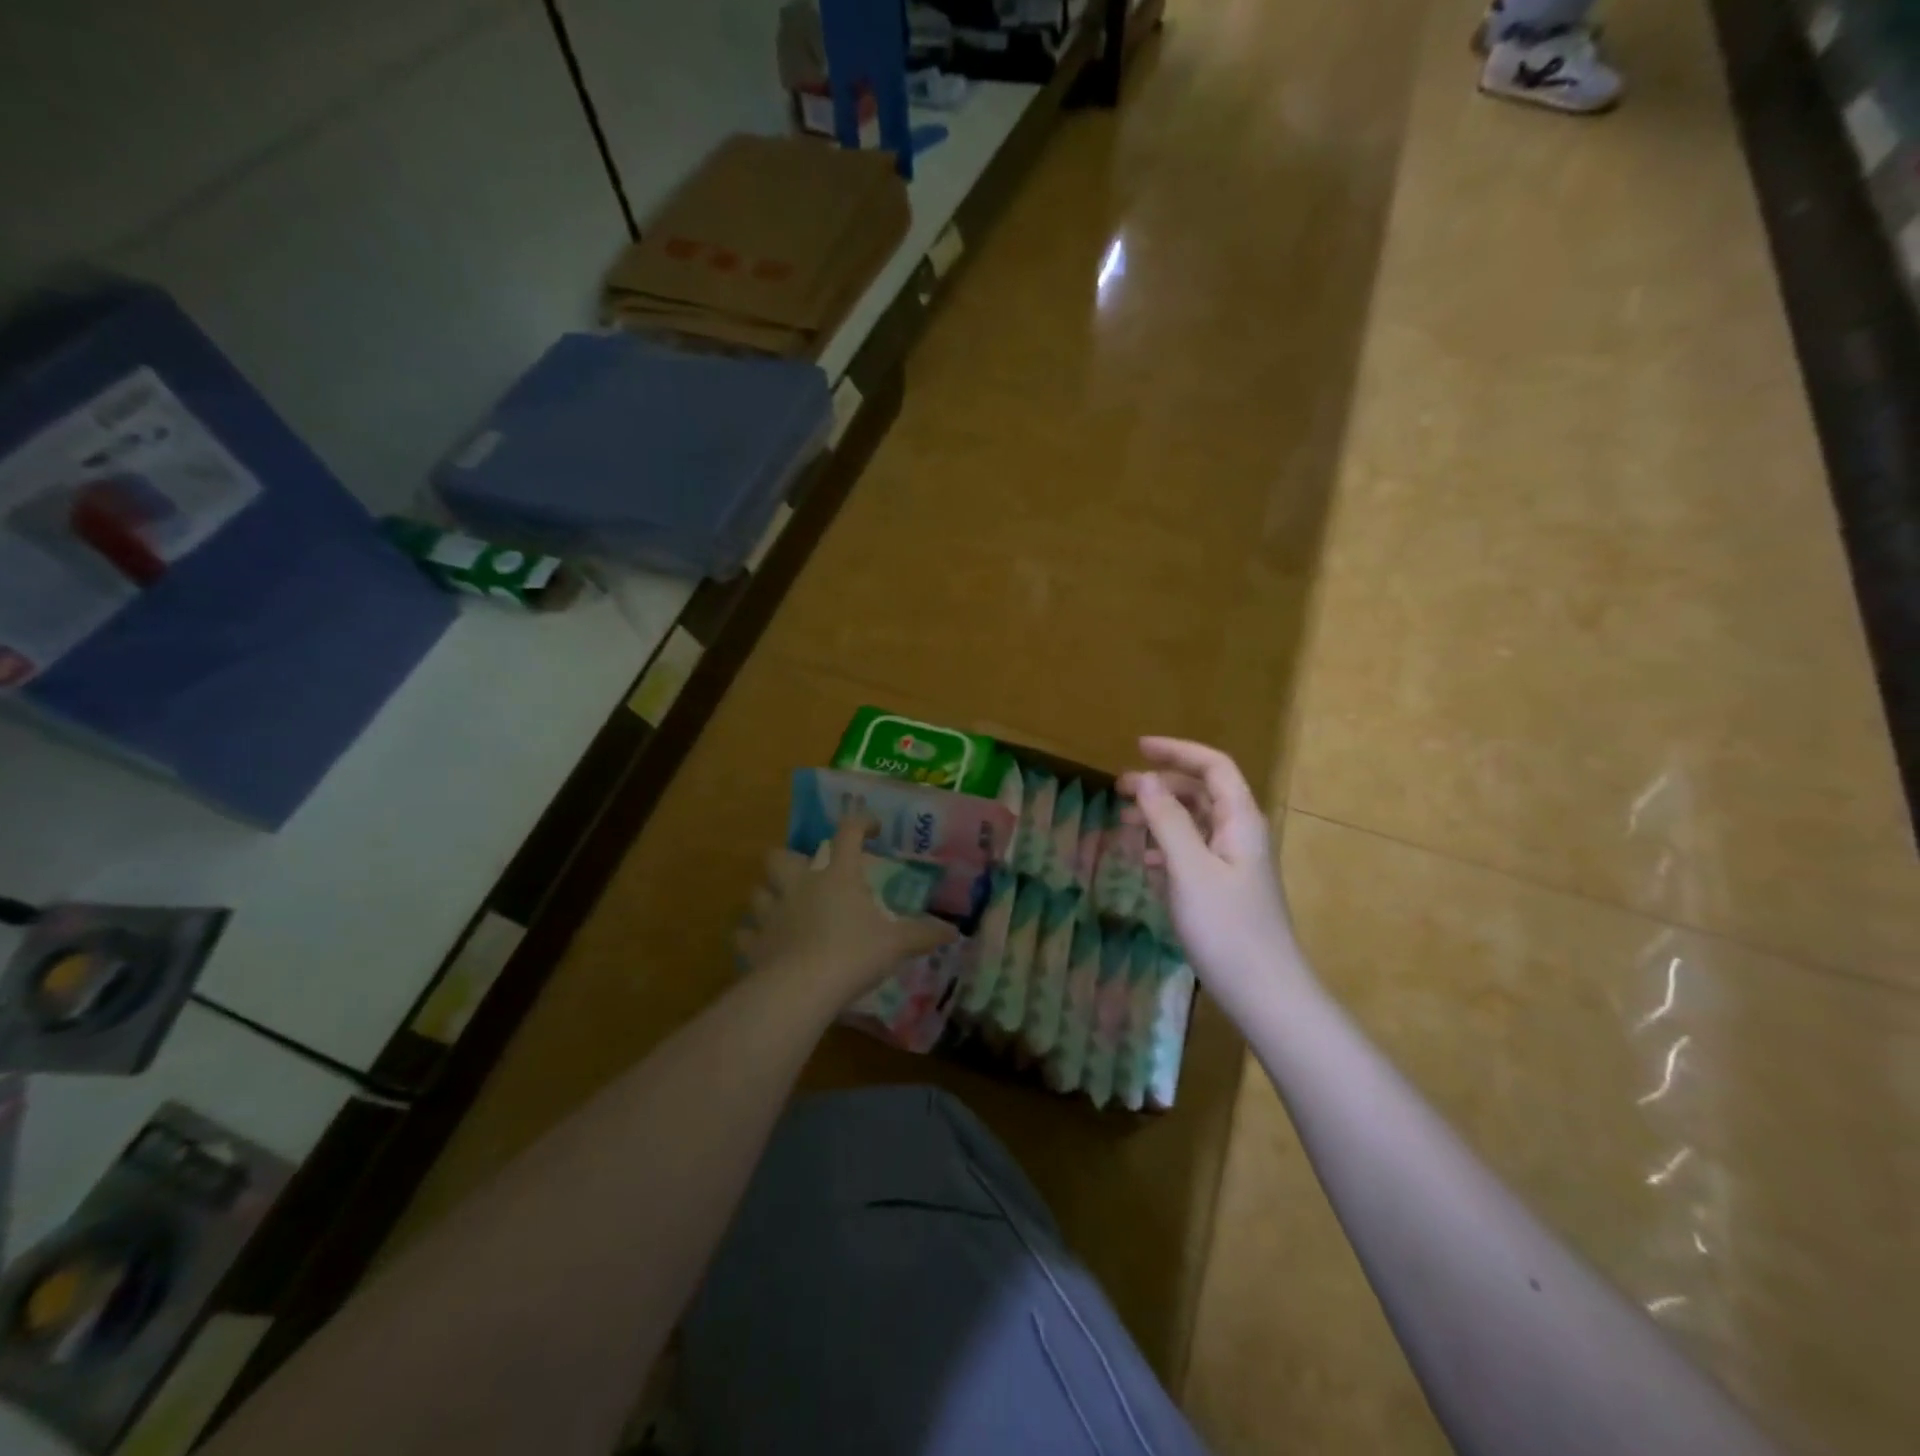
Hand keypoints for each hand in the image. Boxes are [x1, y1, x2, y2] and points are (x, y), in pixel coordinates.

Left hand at [735, 812, 956, 1005]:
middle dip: (789, 859)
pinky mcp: (754, 943)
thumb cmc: (854, 955)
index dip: (860, 823)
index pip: (848, 834)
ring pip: (758, 891)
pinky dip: (753, 935)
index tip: (871, 827)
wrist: (802, 989)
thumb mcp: (896, 944)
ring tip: (782, 909)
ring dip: (768, 896)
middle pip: (781, 856)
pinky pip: (745, 932)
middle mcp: (800, 886)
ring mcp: (772, 913)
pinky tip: (764, 944)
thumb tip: (953, 931)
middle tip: (807, 875)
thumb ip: (923, 935)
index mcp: (838, 876)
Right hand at [1118, 737, 1301, 1005]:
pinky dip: (1167, 846)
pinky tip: (1145, 861)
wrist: (1264, 992)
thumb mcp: (1189, 868)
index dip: (1177, 751)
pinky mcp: (1226, 889)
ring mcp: (1235, 863)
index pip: (1213, 766)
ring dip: (1161, 815)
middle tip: (1120, 790)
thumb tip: (1143, 780)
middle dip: (1162, 784)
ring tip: (1124, 823)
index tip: (1137, 747)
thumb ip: (1166, 820)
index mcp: (1241, 820)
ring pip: (1196, 823)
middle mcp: (1242, 834)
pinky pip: (1193, 851)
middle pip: (1203, 792)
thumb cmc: (1226, 927)